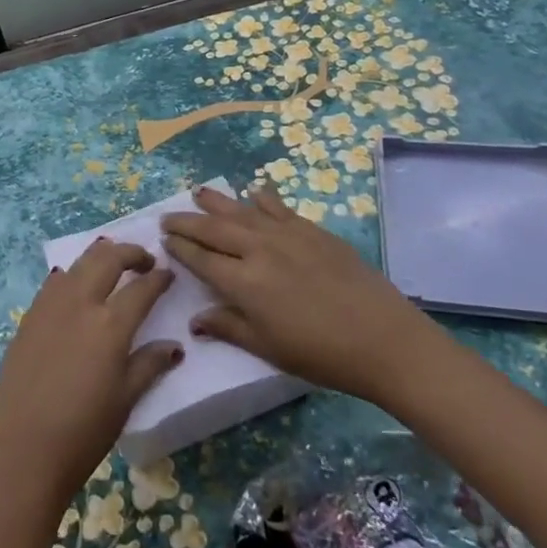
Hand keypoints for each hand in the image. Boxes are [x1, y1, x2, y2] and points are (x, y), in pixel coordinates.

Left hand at [0, 240, 184, 509]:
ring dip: (100, 256)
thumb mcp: (126, 399)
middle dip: (130, 252)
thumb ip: (150, 364)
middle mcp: (80, 303)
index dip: (158, 278)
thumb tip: (174, 346)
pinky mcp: (29, 316)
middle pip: (107, 258)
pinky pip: (54, 282)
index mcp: (110, 324)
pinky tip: (76, 287)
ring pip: (78, 262)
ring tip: (112, 264)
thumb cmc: (84, 430)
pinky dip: (72, 274)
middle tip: (144, 260)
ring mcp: (50, 305)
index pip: (141, 288)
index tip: (168, 273)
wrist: (25, 449)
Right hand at [161, 184, 429, 399]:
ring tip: (198, 192)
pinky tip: (253, 193)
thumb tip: (195, 320)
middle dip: (187, 221)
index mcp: (243, 283)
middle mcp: (258, 250)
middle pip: (213, 228)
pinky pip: (278, 207)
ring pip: (241, 211)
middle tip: (168, 217)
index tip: (163, 240)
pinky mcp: (311, 230)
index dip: (179, 248)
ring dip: (216, 202)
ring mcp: (286, 235)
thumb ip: (229, 328)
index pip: (200, 258)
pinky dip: (261, 199)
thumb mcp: (269, 349)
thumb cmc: (322, 354)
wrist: (383, 338)